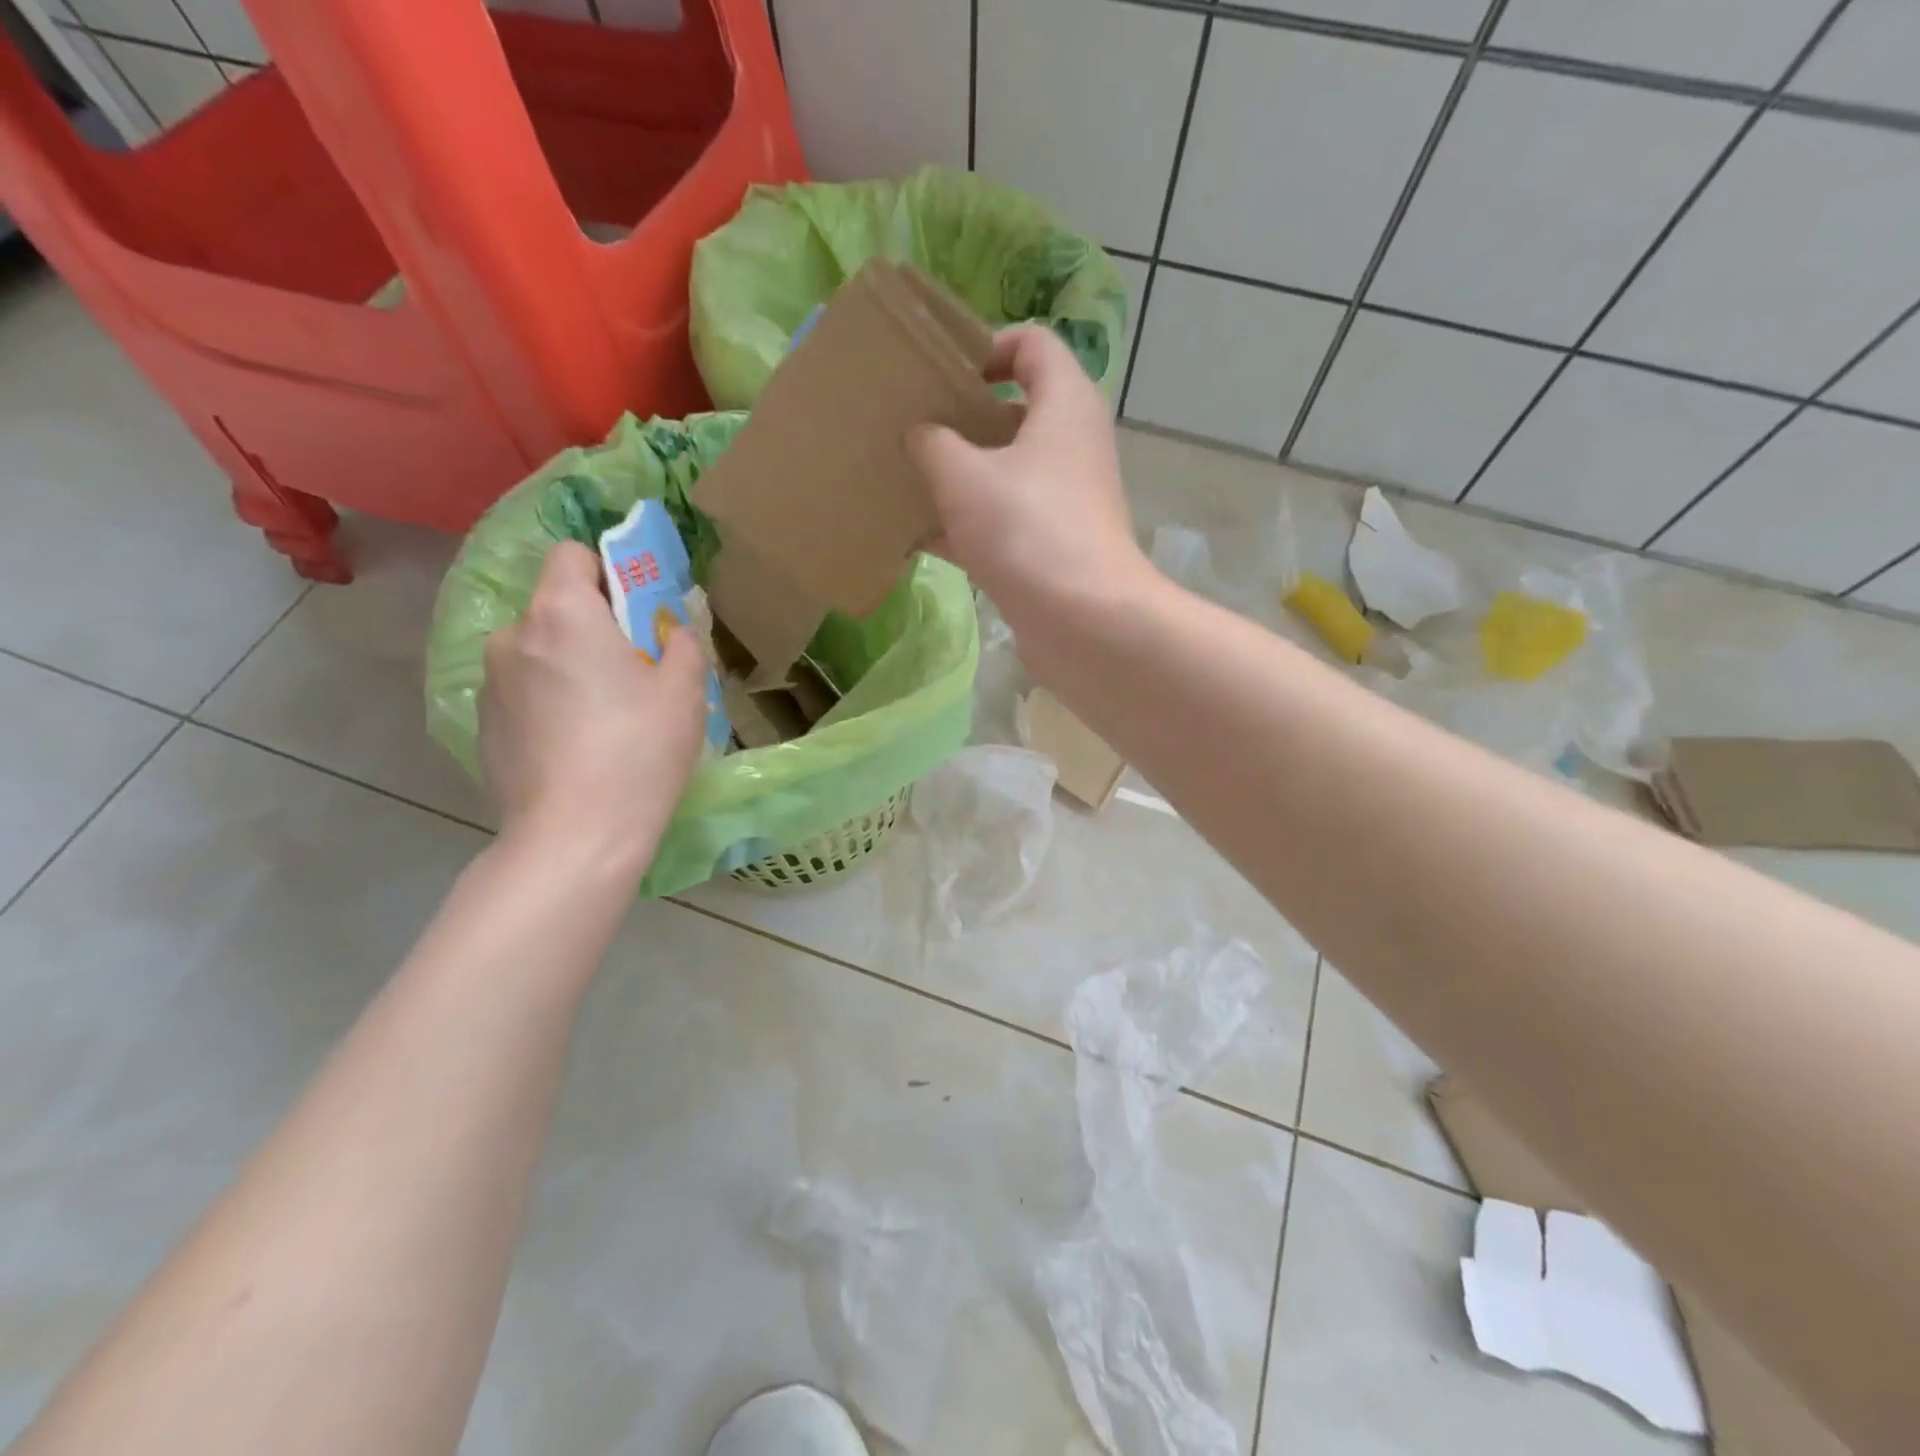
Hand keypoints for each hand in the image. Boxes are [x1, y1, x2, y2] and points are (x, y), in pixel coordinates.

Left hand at [479, 541, 708, 871]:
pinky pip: (524, 692)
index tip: (637, 613)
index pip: (572, 555)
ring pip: (539, 653)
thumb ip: (682, 643)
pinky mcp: (483, 724)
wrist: (576, 836)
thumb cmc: (639, 751)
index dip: (608, 572)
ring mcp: (490, 682)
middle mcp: (513, 636)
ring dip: (570, 666)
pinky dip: (549, 703)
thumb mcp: (685, 692)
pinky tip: (578, 747)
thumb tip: (670, 630)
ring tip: (606, 718)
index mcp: (562, 614)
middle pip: (557, 607)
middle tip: (635, 674)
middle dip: (594, 627)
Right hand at [906, 324, 1152, 621]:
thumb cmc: (1027, 529)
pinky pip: (1003, 522)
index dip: (985, 347)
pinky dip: (966, 526)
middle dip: (960, 417)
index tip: (939, 373)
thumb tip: (921, 434)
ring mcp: (1063, 501)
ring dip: (958, 476)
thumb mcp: (963, 475)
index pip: (1031, 344)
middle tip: (909, 427)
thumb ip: (932, 442)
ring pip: (1004, 472)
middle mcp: (1071, 445)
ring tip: (904, 479)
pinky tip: (917, 537)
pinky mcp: (1051, 548)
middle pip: (1013, 411)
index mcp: (1064, 404)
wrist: (1085, 622)